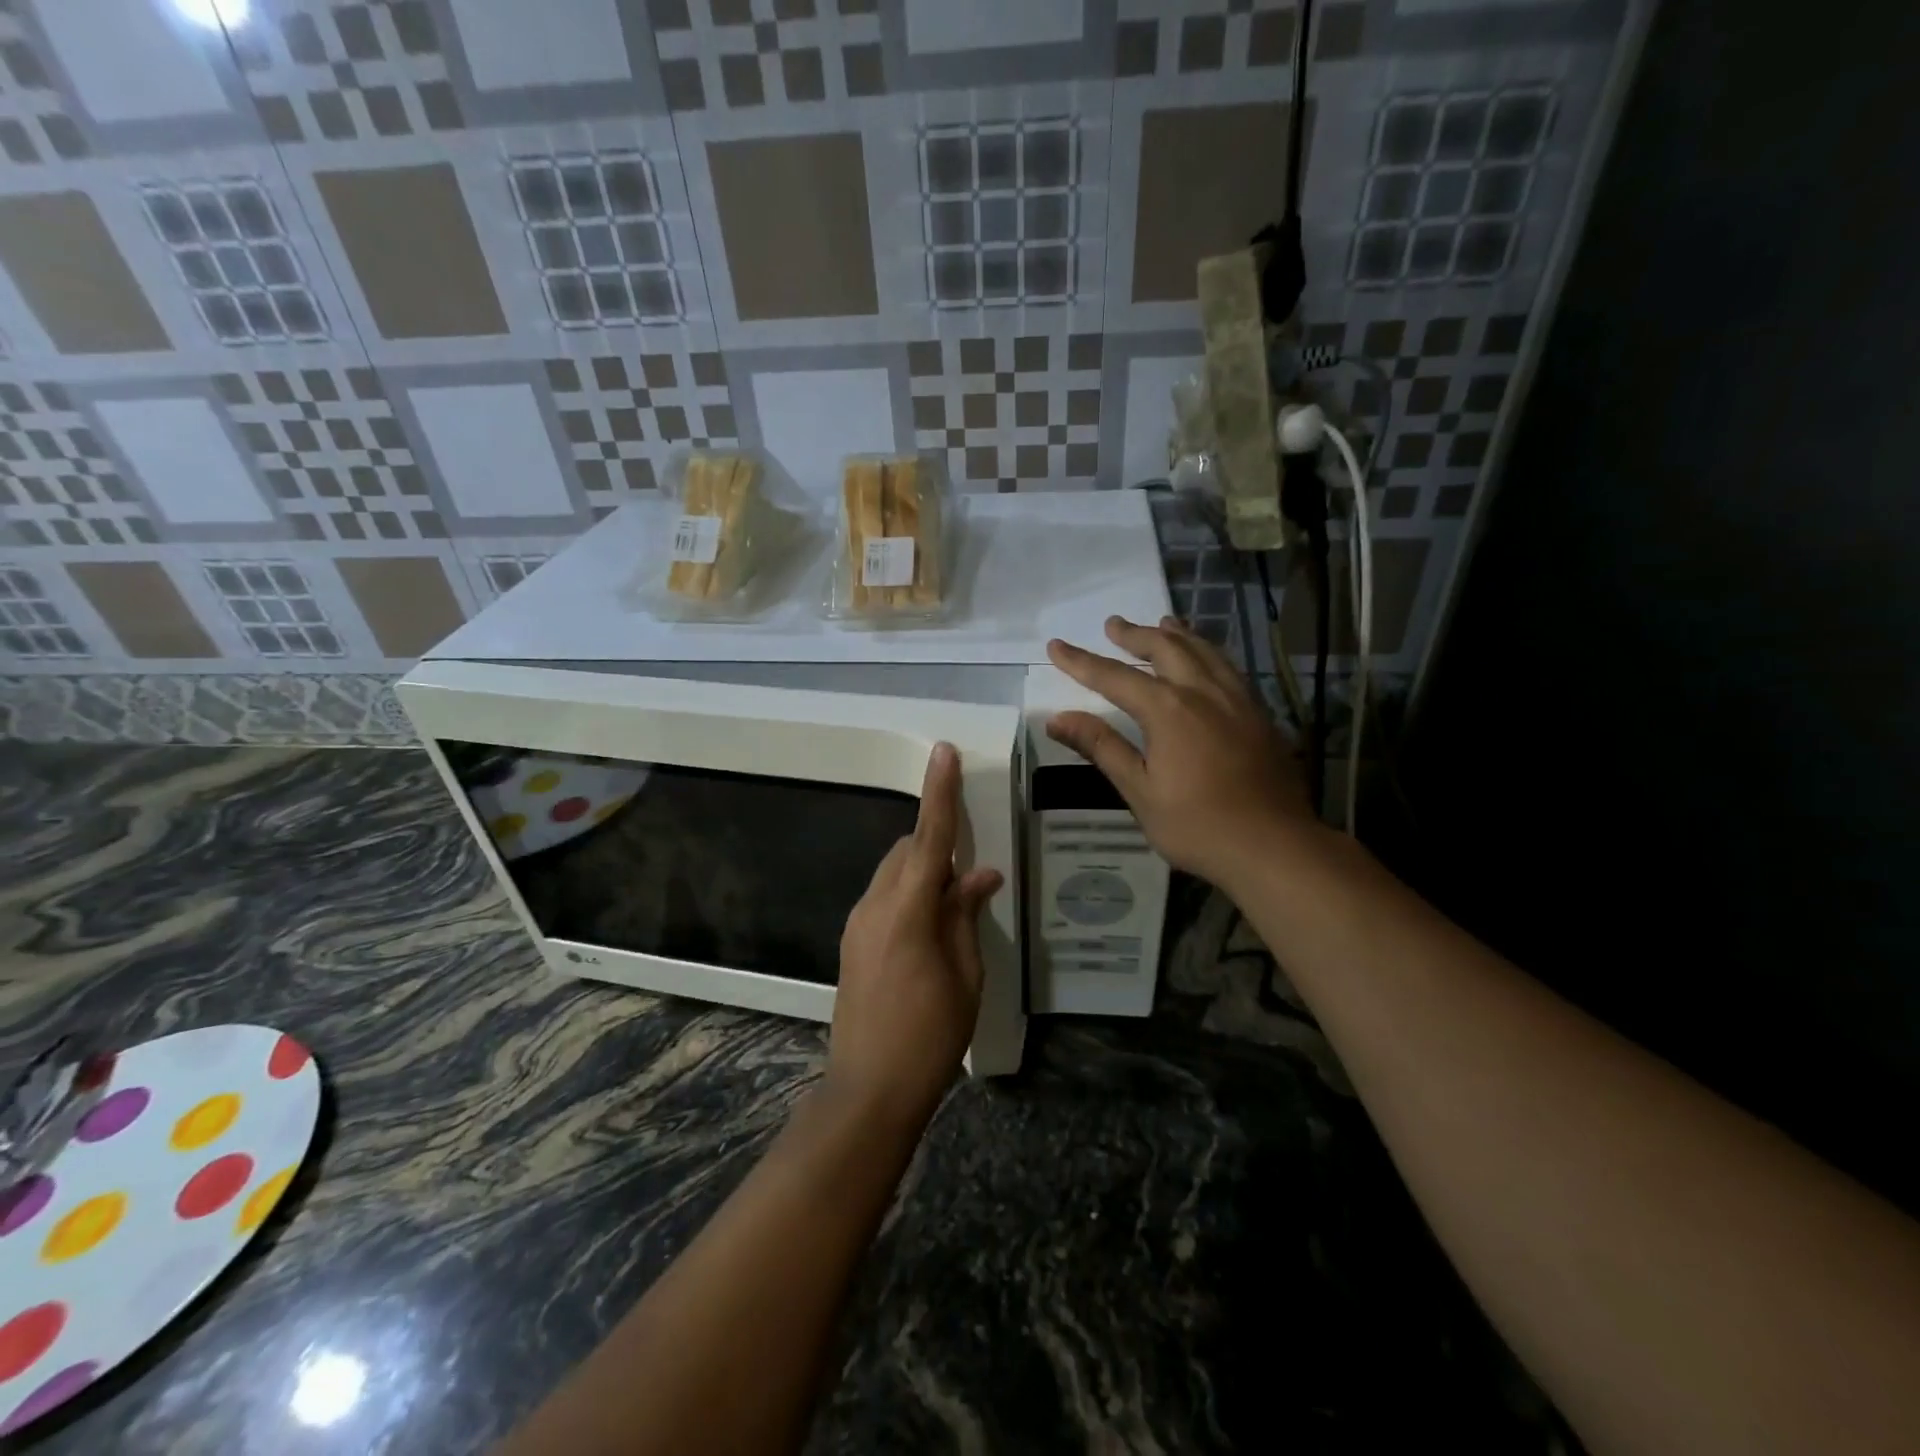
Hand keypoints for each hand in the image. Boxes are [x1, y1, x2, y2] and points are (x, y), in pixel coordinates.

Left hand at [827, 742, 1002, 1131]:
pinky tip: (931, 925)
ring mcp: (857, 923)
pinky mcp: (852, 942)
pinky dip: (909, 892)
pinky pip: (884, 896)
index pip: (930, 838)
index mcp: (907, 911)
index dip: (940, 793)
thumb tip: (980, 875)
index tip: (945, 752)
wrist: (869, 1090)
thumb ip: (965, 916)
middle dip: (937, 843)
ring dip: (923, 870)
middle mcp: (874, 906)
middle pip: (908, 850)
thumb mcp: (965, 976)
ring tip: (955, 903)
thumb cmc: (930, 1036)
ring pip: (893, 871)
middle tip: (971, 871)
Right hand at [1046, 616, 1320, 891]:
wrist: (1274, 845)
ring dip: (1176, 634)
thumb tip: (1057, 719)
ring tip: (1162, 623)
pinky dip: (1208, 652)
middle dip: (1135, 634)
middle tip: (1113, 625)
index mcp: (1168, 710)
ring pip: (1204, 651)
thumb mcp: (1139, 790)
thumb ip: (1101, 747)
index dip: (1082, 661)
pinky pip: (1228, 668)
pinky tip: (1207, 661)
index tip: (1056, 645)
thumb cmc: (1197, 825)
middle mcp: (1203, 692)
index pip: (1114, 676)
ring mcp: (1237, 700)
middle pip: (1165, 649)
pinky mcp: (1260, 714)